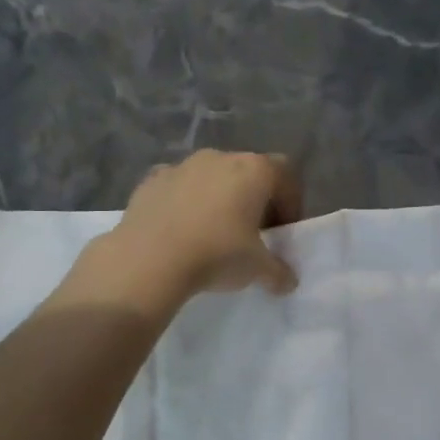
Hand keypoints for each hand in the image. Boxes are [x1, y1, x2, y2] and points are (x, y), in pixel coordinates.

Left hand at [93, 150, 302, 304]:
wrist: (148, 259)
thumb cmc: (216, 254)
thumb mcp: (258, 269)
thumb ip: (279, 272)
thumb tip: (288, 282)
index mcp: (253, 170)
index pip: (285, 174)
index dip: (290, 202)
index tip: (282, 230)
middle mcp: (220, 158)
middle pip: (248, 172)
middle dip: (254, 199)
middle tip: (252, 232)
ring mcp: (183, 165)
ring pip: (212, 176)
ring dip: (219, 198)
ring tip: (214, 232)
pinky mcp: (152, 179)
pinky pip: (179, 187)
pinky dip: (185, 202)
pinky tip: (181, 230)